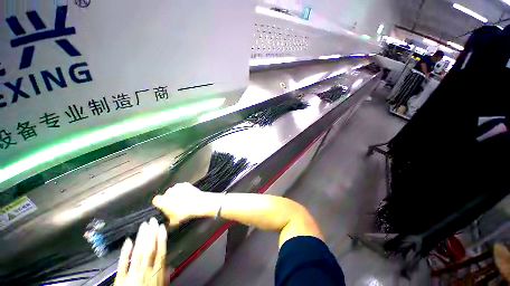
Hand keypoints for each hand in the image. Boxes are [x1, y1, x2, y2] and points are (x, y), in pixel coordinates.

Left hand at [115, 218, 166, 285]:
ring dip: (141, 239)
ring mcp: (132, 273)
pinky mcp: (120, 277)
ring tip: (143, 226)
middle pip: (149, 250)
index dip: (161, 238)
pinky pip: (123, 264)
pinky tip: (128, 240)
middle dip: (151, 234)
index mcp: (156, 273)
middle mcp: (145, 271)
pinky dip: (125, 252)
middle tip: (152, 221)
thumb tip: (169, 263)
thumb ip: (164, 274)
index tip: (162, 227)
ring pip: (138, 253)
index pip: (160, 252)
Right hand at [153, 183, 214, 225]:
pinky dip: (184, 190)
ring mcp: (177, 187)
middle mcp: (168, 192)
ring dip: (177, 194)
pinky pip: (182, 187)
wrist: (198, 203)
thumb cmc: (185, 212)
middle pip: (166, 195)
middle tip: (175, 205)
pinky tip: (188, 196)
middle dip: (169, 199)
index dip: (159, 204)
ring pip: (174, 190)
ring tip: (183, 201)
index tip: (163, 206)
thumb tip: (168, 222)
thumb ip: (168, 220)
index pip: (156, 200)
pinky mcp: (185, 184)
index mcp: (163, 201)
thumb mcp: (174, 221)